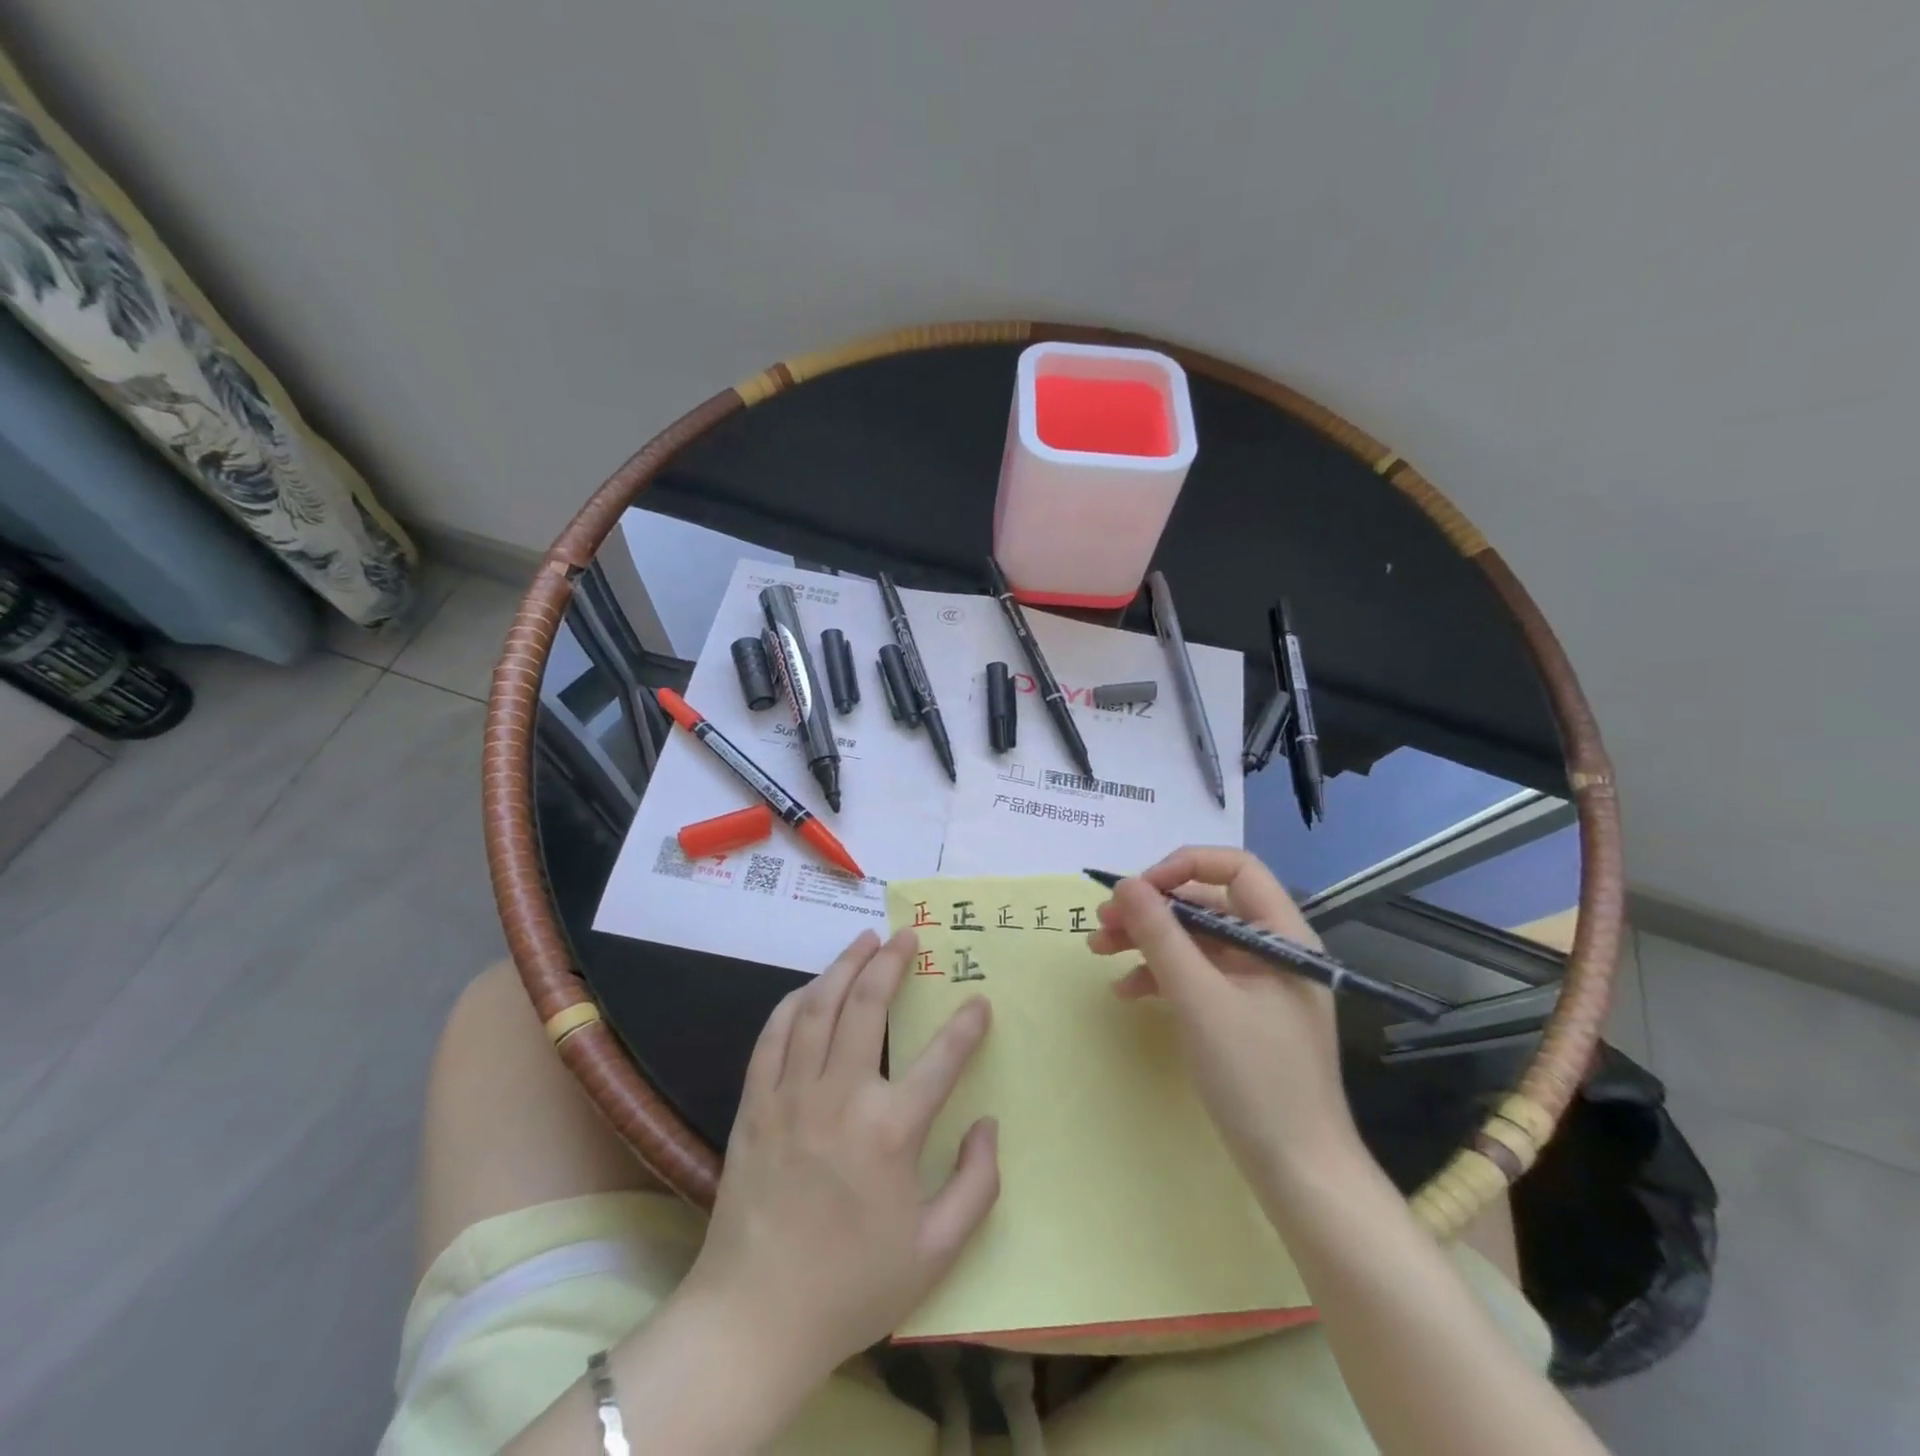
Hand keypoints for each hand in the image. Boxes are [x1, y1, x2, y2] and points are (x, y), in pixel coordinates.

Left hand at [684, 928, 1000, 1384]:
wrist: (755, 1318)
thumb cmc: (853, 1287)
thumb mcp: (936, 1252)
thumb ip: (976, 1185)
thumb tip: (988, 1124)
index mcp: (891, 1132)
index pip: (942, 1058)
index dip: (966, 1025)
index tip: (978, 1002)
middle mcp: (841, 1098)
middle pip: (867, 1006)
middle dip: (891, 962)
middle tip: (906, 935)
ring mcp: (791, 1096)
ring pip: (819, 1007)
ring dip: (843, 966)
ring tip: (864, 941)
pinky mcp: (755, 1105)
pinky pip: (773, 1036)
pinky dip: (794, 1003)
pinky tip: (810, 988)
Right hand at [1088, 846, 1360, 1184]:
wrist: (1298, 1172)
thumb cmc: (1255, 1077)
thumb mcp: (1199, 999)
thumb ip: (1161, 935)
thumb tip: (1126, 884)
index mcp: (1281, 934)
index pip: (1235, 868)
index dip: (1183, 867)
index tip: (1138, 891)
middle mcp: (1271, 948)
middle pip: (1207, 904)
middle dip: (1152, 909)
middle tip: (1102, 923)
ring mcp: (1257, 982)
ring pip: (1195, 939)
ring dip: (1147, 940)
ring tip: (1098, 949)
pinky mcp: (1241, 1012)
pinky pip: (1197, 975)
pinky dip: (1160, 975)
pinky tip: (1126, 991)